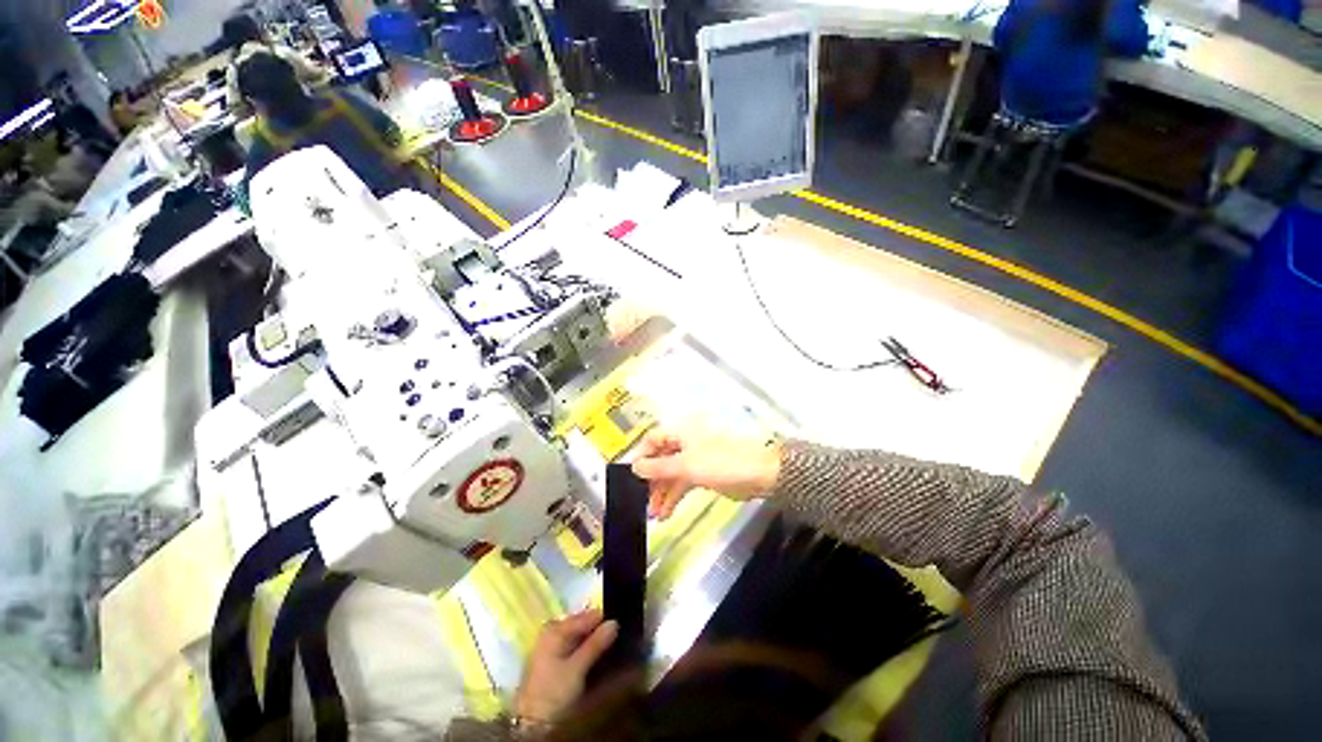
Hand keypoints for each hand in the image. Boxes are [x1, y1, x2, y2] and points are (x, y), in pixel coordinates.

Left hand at [514, 609, 618, 722]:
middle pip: (582, 623)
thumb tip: (614, 622)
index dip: (604, 621)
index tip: (620, 627)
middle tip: (615, 638)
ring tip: (608, 647)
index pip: (587, 616)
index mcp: (556, 628)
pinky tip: (593, 656)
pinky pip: (573, 643)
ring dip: (592, 640)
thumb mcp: (577, 668)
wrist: (532, 721)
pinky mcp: (552, 656)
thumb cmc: (553, 691)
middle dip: (598, 630)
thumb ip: (596, 644)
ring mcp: (551, 642)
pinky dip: (584, 648)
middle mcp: (552, 629)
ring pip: (578, 634)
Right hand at [631, 427, 781, 519]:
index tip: (630, 476)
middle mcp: (685, 443)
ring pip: (671, 474)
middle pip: (661, 459)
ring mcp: (694, 459)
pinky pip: (682, 484)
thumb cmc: (721, 462)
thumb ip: (658, 467)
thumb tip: (635, 467)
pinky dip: (674, 497)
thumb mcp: (686, 465)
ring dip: (661, 493)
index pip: (653, 440)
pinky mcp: (703, 474)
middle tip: (641, 501)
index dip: (641, 456)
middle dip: (651, 480)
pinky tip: (666, 513)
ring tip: (654, 514)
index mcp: (681, 432)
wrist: (758, 473)